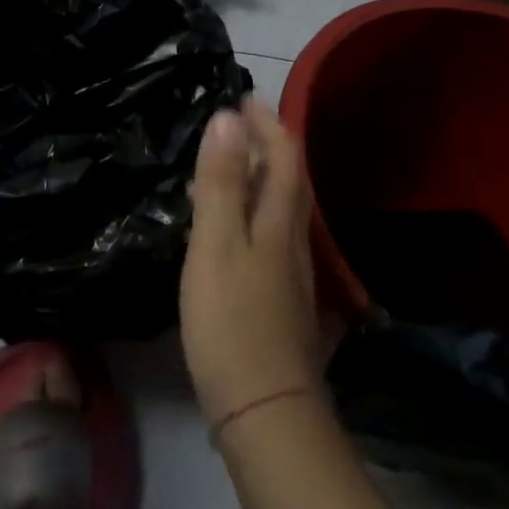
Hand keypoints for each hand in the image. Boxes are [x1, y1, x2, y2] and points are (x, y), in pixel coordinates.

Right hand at [180, 99, 323, 429]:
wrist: (264, 410)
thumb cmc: (232, 321)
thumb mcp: (216, 245)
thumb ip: (221, 183)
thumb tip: (228, 119)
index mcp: (278, 222)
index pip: (284, 156)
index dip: (267, 123)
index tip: (243, 97)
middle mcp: (292, 242)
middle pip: (288, 181)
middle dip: (266, 145)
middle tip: (234, 124)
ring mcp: (289, 274)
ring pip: (279, 209)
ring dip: (256, 177)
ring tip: (222, 166)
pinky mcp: (279, 300)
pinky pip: (267, 235)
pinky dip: (250, 211)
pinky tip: (227, 228)